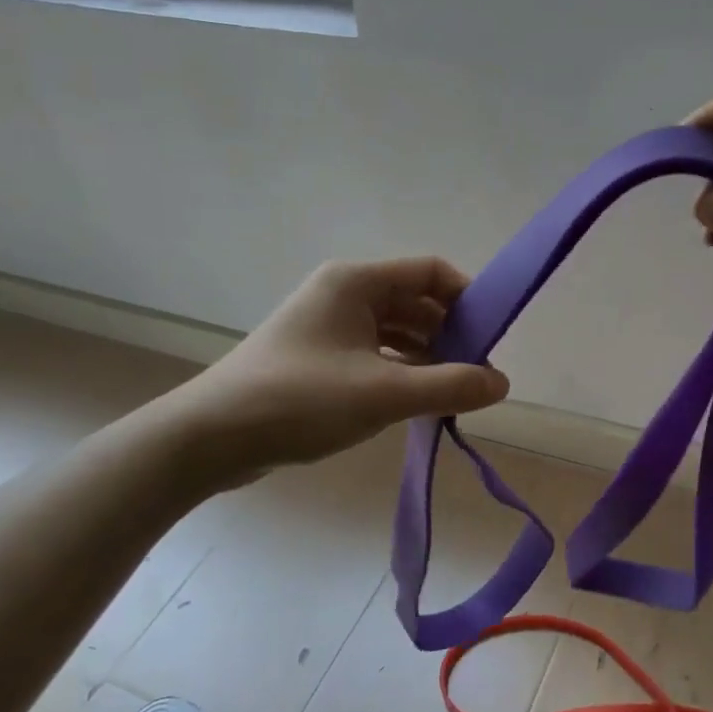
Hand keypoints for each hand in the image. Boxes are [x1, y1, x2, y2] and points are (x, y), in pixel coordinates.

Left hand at [157, 258, 508, 487]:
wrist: (210, 438)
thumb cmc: (300, 400)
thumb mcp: (384, 394)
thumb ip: (450, 386)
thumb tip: (501, 383)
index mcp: (356, 282)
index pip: (430, 272)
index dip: (468, 299)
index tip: (492, 337)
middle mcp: (342, 294)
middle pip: (414, 301)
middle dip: (450, 334)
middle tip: (477, 373)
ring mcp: (327, 326)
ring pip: (395, 331)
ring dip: (427, 356)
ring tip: (453, 391)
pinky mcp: (317, 358)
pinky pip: (374, 354)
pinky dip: (400, 371)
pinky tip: (417, 400)